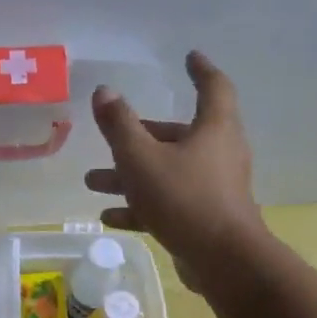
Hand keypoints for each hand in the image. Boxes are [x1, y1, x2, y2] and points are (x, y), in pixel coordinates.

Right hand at [85, 51, 266, 287]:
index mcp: (214, 129)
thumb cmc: (184, 198)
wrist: (223, 260)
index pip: (213, 87)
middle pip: (177, 135)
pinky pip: (169, 204)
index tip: (189, 57)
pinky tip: (110, 216)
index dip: (200, 70)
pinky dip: (141, 206)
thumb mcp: (141, 158)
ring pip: (167, 172)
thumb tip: (104, 91)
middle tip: (111, 139)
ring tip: (93, 183)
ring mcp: (214, 188)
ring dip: (131, 176)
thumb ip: (119, 125)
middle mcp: (219, 153)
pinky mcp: (205, 219)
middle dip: (140, 136)